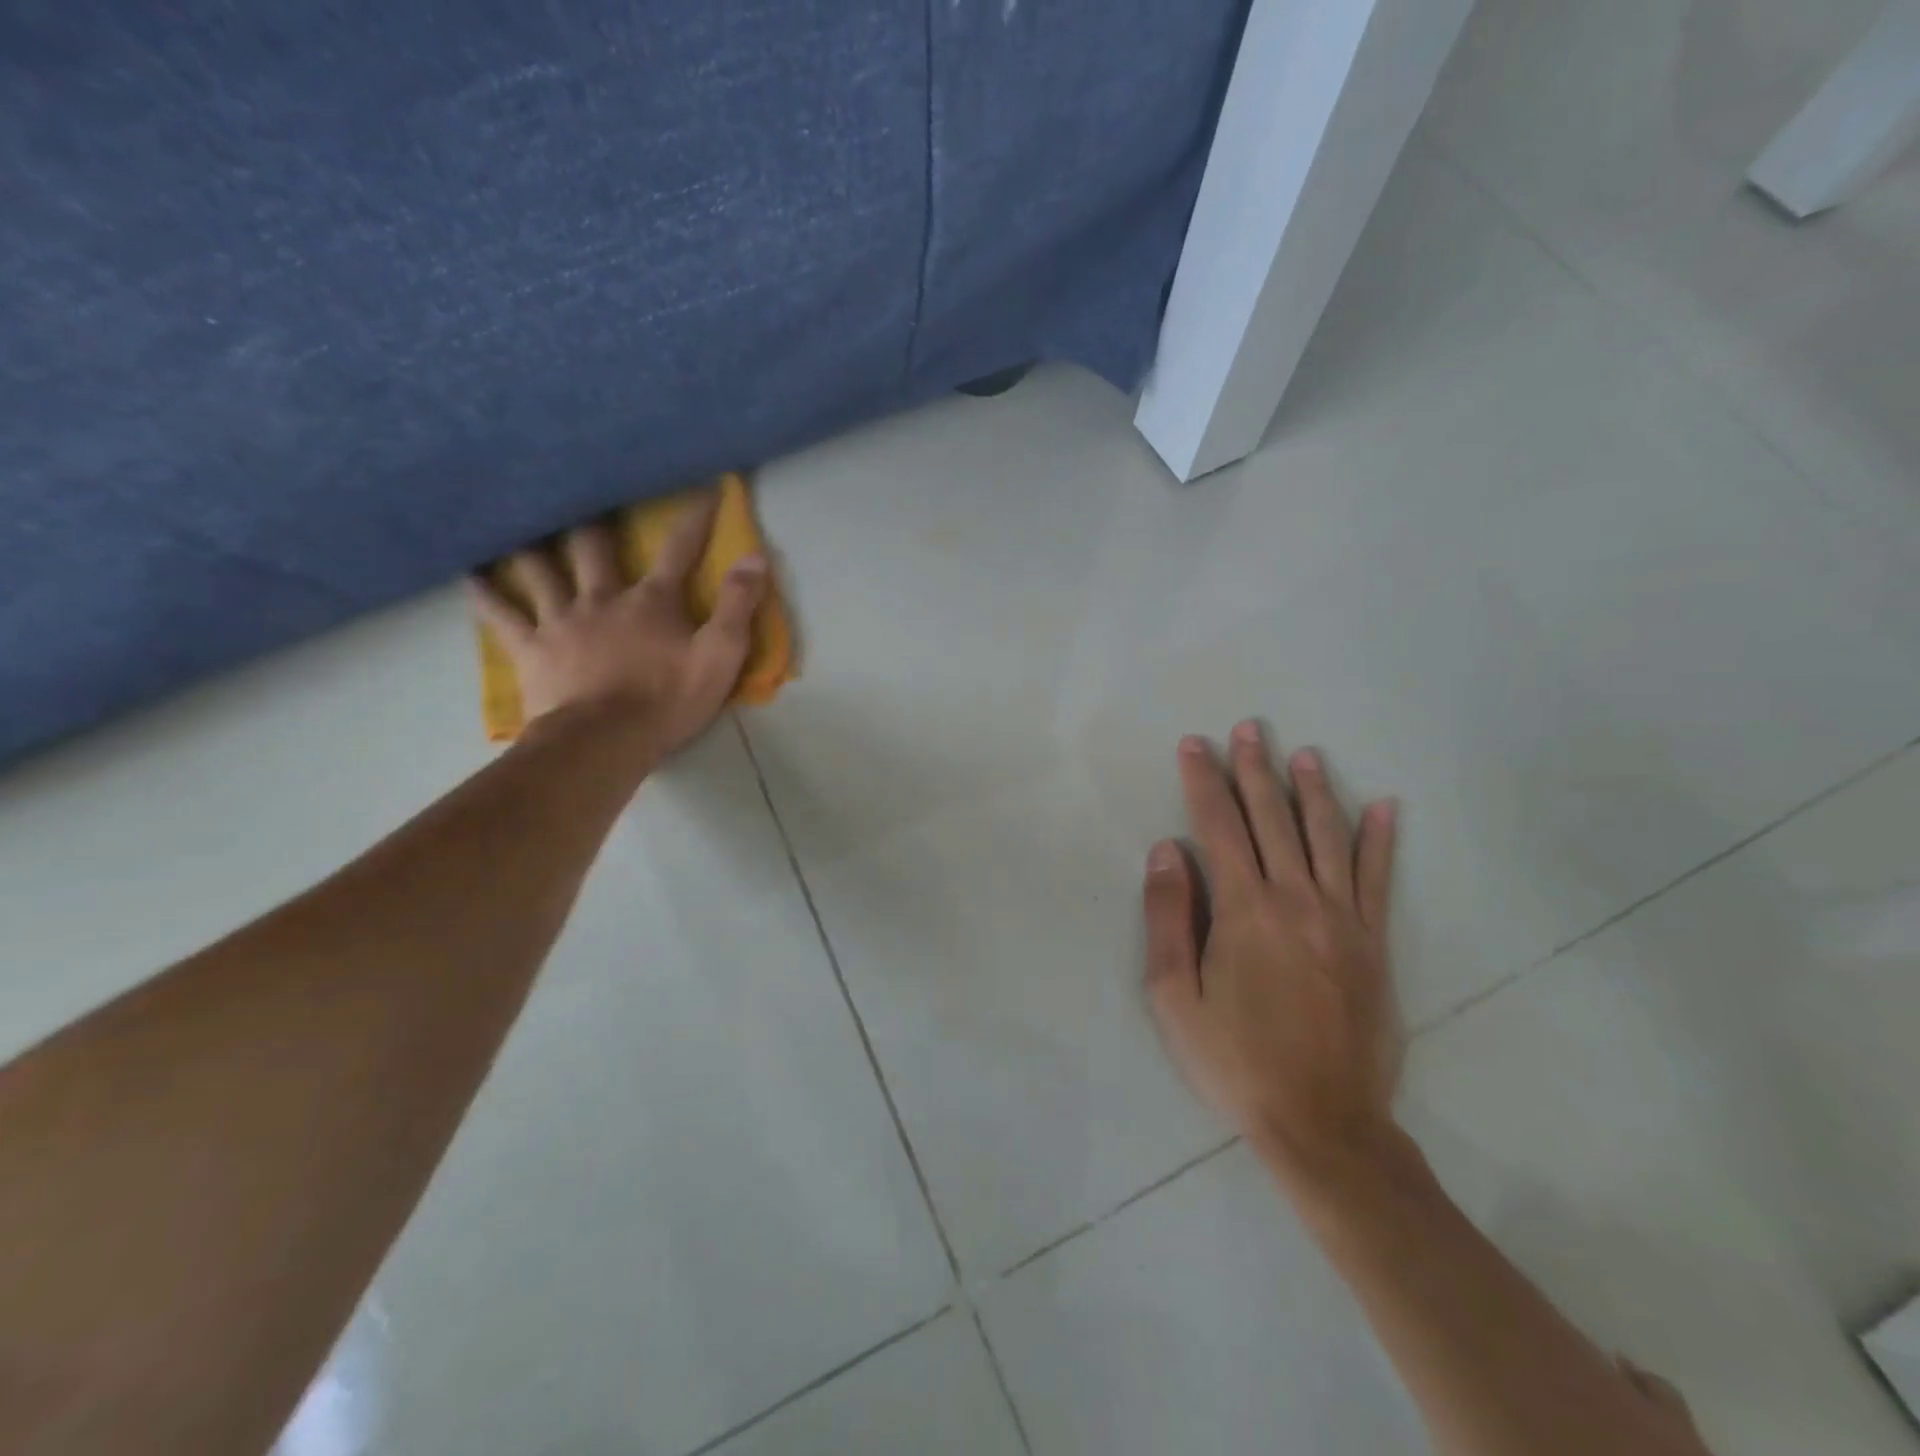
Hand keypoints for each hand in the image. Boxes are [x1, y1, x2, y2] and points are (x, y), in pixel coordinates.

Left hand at [467, 493, 766, 757]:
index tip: (707, 487)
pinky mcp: (531, 648)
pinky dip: (485, 593)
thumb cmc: (668, 700)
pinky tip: (469, 574)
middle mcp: (603, 597)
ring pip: (541, 569)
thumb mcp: (721, 656)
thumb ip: (739, 605)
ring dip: (532, 545)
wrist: (605, 741)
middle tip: (582, 492)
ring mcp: (561, 621)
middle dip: (595, 519)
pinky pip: (502, 614)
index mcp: (652, 601)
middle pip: (594, 546)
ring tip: (519, 523)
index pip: (680, 549)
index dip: (696, 517)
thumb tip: (756, 556)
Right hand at [1143, 722, 1401, 1187]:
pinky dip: (1380, 840)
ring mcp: (1343, 919)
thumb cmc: (1235, 1061)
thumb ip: (1169, 918)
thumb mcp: (1174, 997)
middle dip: (1254, 769)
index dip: (1203, 781)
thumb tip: (1167, 851)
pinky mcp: (1374, 943)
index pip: (1218, 826)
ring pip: (1327, 836)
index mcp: (1244, 910)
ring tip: (1303, 753)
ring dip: (1312, 789)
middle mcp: (1296, 900)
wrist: (1323, 1124)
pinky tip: (1385, 806)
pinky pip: (1379, 879)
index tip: (1194, 745)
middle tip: (1247, 728)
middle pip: (1272, 818)